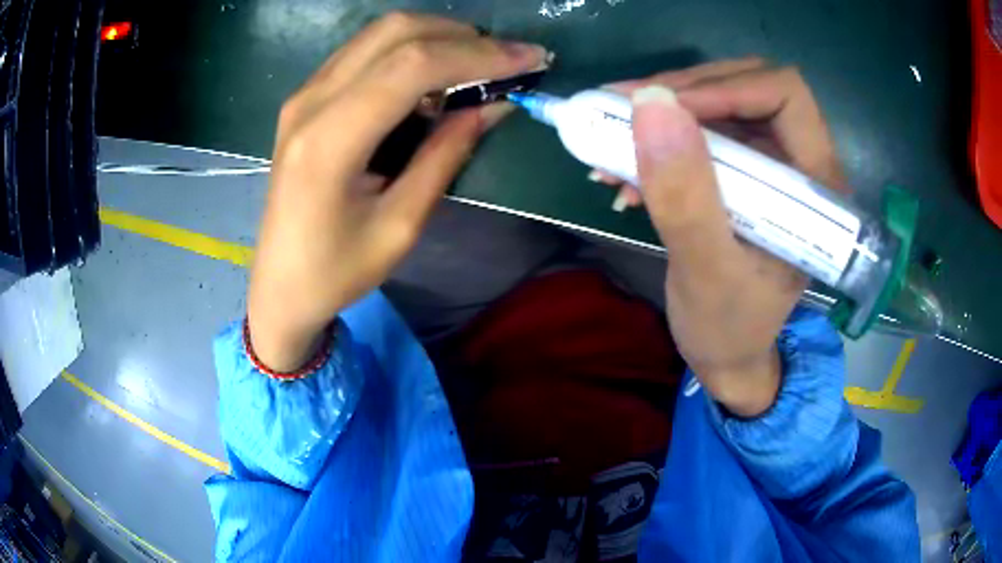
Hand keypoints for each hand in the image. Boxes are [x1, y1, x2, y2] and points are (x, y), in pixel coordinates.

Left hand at [248, 13, 547, 371]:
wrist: (279, 285)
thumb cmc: (337, 271)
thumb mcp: (401, 226)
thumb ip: (446, 155)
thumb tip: (494, 105)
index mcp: (329, 141)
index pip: (412, 65)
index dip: (478, 54)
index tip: (529, 59)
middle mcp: (311, 102)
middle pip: (394, 31)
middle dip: (462, 35)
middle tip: (506, 59)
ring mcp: (303, 94)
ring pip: (379, 33)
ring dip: (437, 36)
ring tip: (479, 62)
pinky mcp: (306, 98)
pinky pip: (364, 51)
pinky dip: (408, 49)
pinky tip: (435, 74)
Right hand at [610, 59, 845, 415]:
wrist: (726, 354)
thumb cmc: (728, 326)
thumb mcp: (705, 271)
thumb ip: (685, 196)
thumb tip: (651, 105)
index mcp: (816, 185)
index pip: (784, 95)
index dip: (726, 88)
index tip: (665, 110)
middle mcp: (800, 162)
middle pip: (748, 88)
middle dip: (683, 94)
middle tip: (624, 112)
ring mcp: (770, 165)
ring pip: (719, 104)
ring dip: (663, 117)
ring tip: (611, 143)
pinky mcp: (744, 173)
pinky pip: (702, 132)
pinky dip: (660, 141)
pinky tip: (625, 170)